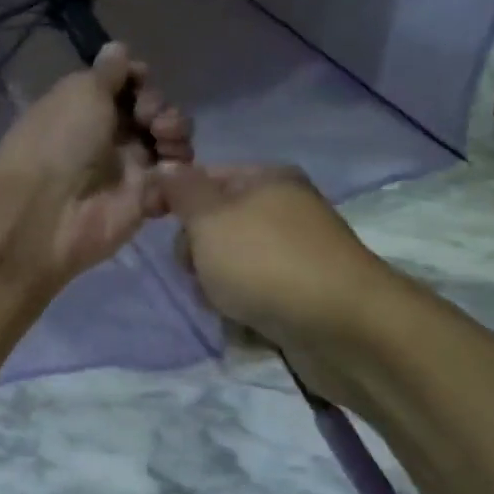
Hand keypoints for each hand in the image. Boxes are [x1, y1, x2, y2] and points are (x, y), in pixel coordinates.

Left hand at [0, 43, 192, 280]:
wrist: (47, 210)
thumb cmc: (60, 140)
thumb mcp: (81, 91)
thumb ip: (108, 72)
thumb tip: (119, 49)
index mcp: (87, 107)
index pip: (128, 86)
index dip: (140, 80)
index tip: (141, 80)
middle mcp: (109, 137)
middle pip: (154, 113)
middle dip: (161, 108)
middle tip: (150, 119)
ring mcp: (128, 171)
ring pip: (170, 145)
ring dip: (176, 135)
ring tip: (165, 142)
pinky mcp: (144, 202)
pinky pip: (175, 183)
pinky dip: (180, 174)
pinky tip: (169, 171)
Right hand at [158, 164, 385, 345]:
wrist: (341, 327)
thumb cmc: (265, 262)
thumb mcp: (210, 219)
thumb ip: (182, 191)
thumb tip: (167, 166)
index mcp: (267, 179)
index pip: (205, 177)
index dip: (175, 198)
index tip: (152, 222)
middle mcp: (284, 209)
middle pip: (215, 224)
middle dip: (196, 252)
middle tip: (199, 270)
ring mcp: (295, 252)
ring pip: (229, 263)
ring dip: (215, 285)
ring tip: (223, 302)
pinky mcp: (301, 291)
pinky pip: (253, 291)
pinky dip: (242, 305)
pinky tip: (244, 320)